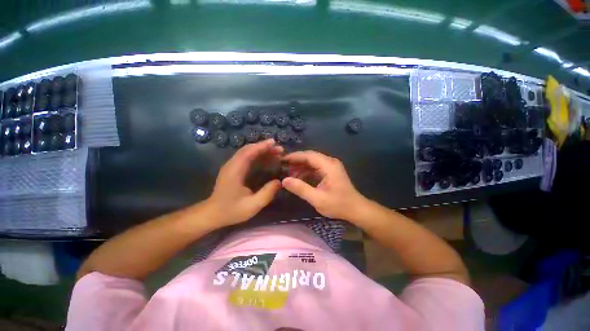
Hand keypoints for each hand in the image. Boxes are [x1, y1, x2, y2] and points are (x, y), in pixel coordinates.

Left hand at [206, 139, 282, 226]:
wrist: (212, 214)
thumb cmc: (231, 210)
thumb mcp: (252, 205)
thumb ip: (267, 193)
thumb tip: (279, 182)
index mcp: (235, 171)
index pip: (248, 152)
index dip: (262, 146)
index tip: (274, 143)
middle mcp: (231, 165)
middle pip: (248, 149)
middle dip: (264, 147)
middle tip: (279, 149)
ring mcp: (230, 166)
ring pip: (246, 152)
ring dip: (261, 150)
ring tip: (275, 153)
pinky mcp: (232, 169)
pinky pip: (245, 157)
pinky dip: (256, 155)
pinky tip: (265, 159)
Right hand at [281, 151, 366, 220]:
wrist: (356, 209)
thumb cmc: (338, 204)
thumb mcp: (317, 199)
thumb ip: (300, 189)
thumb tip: (284, 181)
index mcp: (328, 165)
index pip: (308, 155)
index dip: (294, 156)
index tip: (282, 160)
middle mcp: (330, 162)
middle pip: (310, 157)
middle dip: (296, 161)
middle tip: (283, 167)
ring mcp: (331, 166)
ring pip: (312, 162)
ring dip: (301, 167)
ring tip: (289, 175)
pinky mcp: (330, 172)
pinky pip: (316, 168)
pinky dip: (307, 172)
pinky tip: (299, 178)